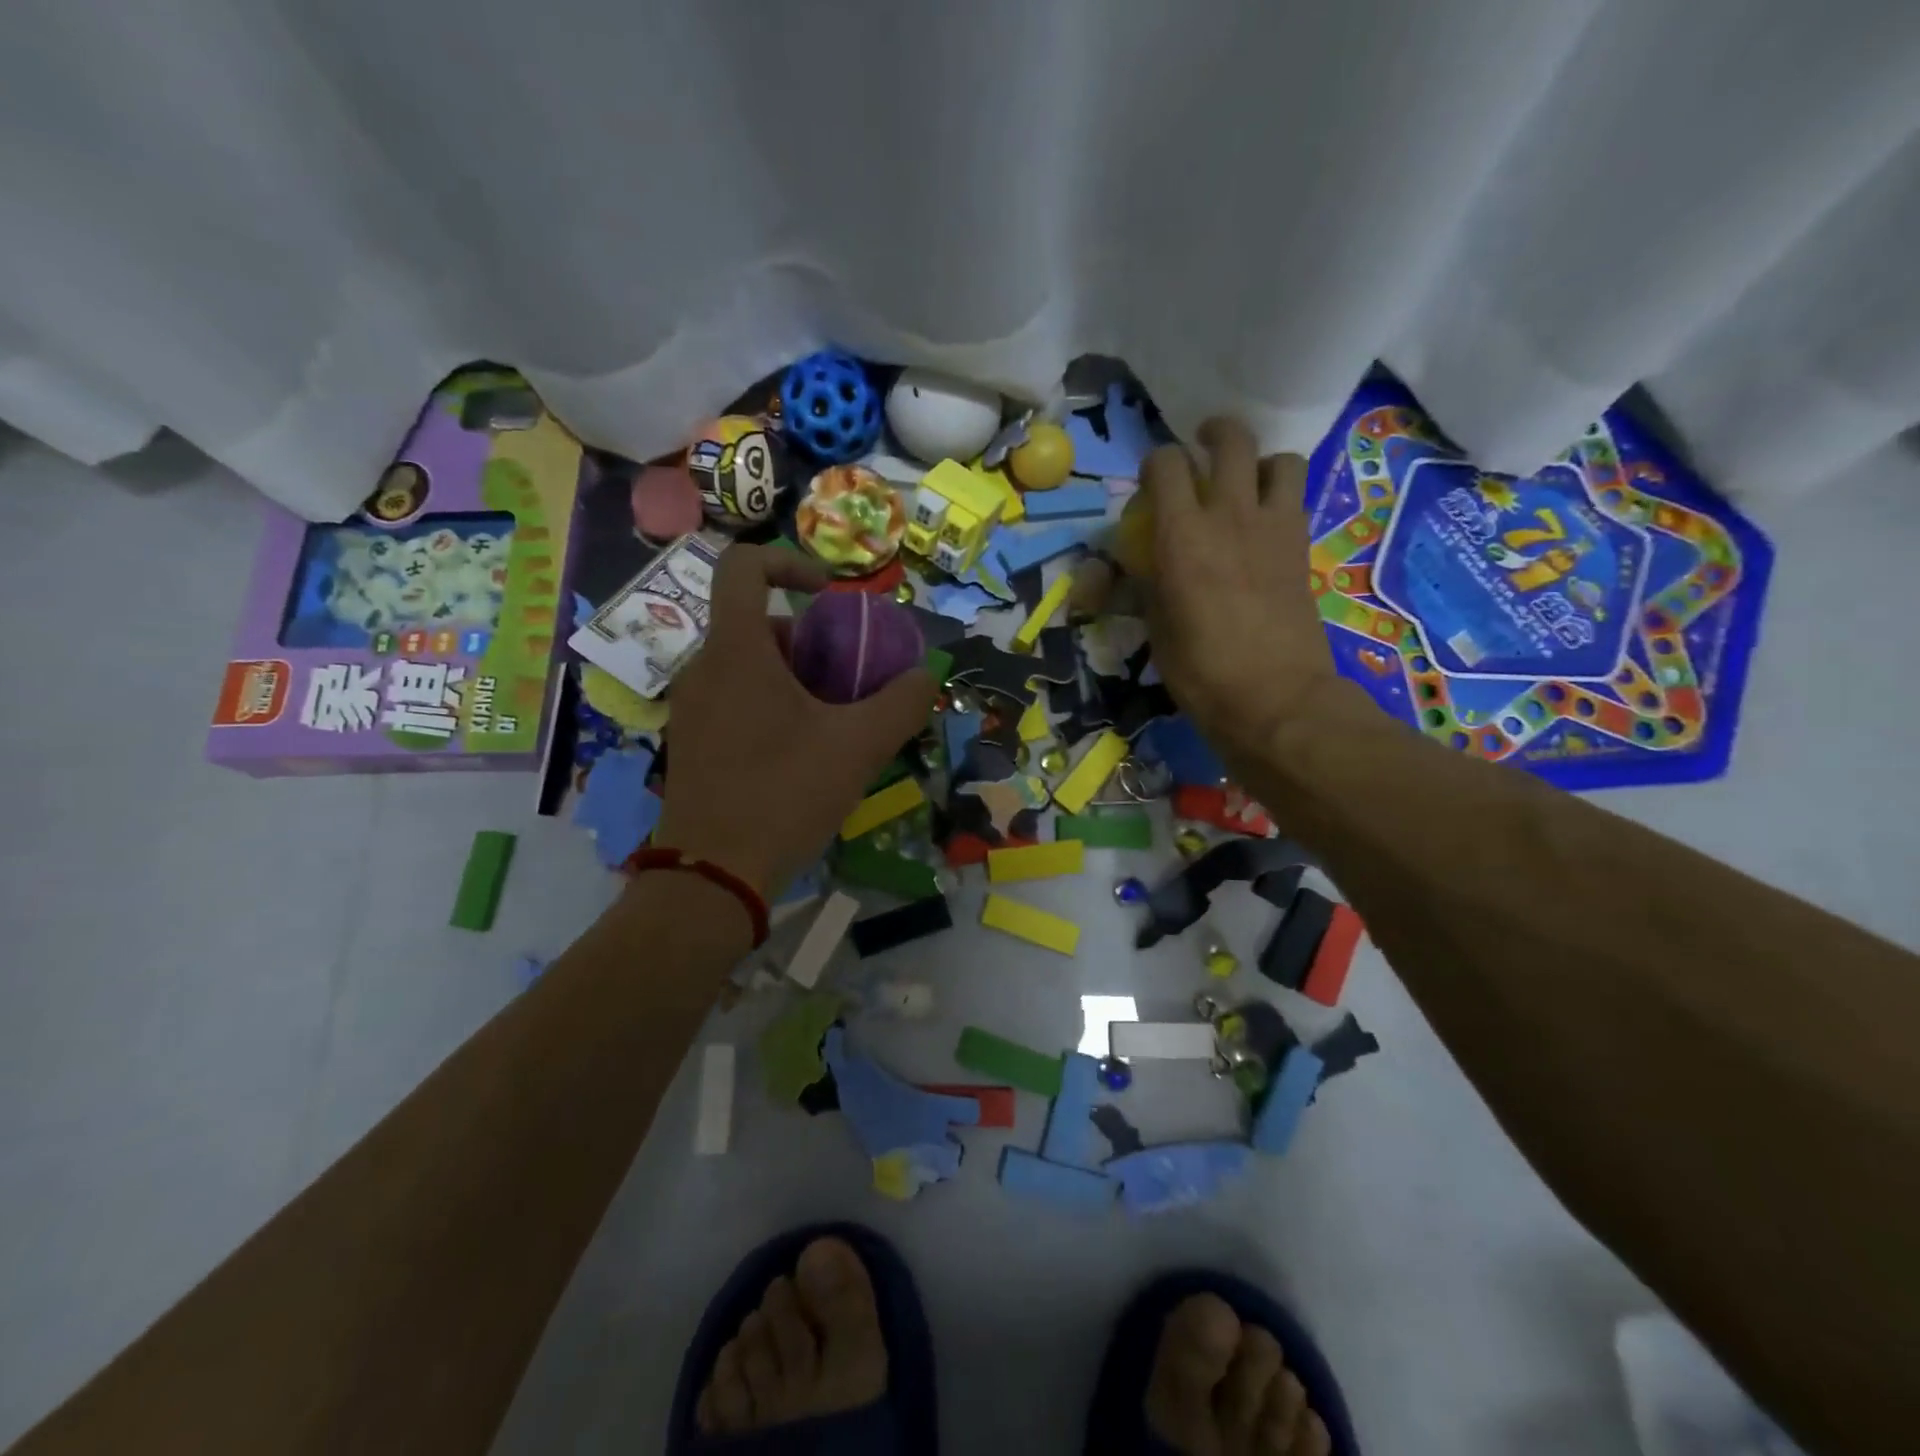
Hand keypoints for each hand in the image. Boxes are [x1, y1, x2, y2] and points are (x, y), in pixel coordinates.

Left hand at [653, 545, 934, 899]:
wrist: (711, 877)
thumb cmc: (784, 795)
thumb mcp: (859, 746)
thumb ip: (902, 702)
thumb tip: (926, 675)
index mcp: (736, 651)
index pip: (743, 566)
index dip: (789, 562)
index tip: (829, 596)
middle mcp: (703, 668)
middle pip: (758, 624)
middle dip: (810, 642)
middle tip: (848, 681)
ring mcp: (691, 707)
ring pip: (748, 666)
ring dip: (795, 678)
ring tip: (833, 723)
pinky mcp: (690, 741)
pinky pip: (735, 699)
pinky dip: (772, 705)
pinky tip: (802, 754)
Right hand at [1142, 417, 1340, 765]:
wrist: (1274, 697)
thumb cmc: (1201, 670)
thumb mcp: (1156, 627)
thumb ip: (1147, 582)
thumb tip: (1139, 564)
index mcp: (1182, 535)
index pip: (1167, 465)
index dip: (1156, 464)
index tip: (1151, 483)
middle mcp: (1230, 515)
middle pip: (1230, 440)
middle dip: (1213, 434)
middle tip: (1201, 446)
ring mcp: (1274, 527)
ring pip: (1278, 458)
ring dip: (1258, 461)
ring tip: (1245, 481)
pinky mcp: (1301, 546)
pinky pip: (1296, 496)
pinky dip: (1280, 494)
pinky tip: (1265, 520)